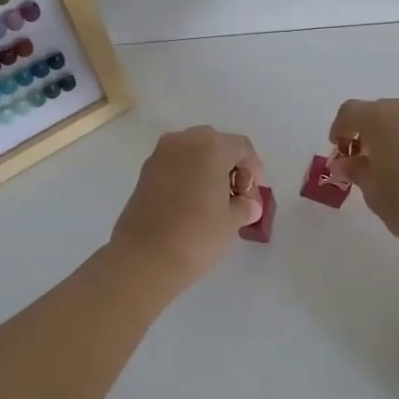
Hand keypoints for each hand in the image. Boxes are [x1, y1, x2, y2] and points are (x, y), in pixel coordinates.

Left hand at [108, 126, 264, 286]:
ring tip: (214, 202)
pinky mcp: (144, 173)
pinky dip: (187, 176)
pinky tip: (192, 204)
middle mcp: (184, 141)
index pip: (241, 147)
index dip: (254, 169)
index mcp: (211, 146)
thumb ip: (245, 206)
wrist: (144, 257)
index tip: (253, 196)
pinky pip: (174, 165)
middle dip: (229, 166)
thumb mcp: (232, 221)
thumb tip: (248, 205)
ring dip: (207, 170)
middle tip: (236, 196)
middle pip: (215, 144)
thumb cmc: (197, 235)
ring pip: (192, 152)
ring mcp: (160, 155)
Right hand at [327, 97, 398, 259]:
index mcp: (381, 117)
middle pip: (376, 112)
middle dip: (364, 133)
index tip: (338, 151)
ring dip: (388, 136)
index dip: (339, 129)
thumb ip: (356, 170)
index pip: (350, 112)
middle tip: (360, 162)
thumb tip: (346, 162)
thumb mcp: (373, 192)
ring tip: (386, 168)